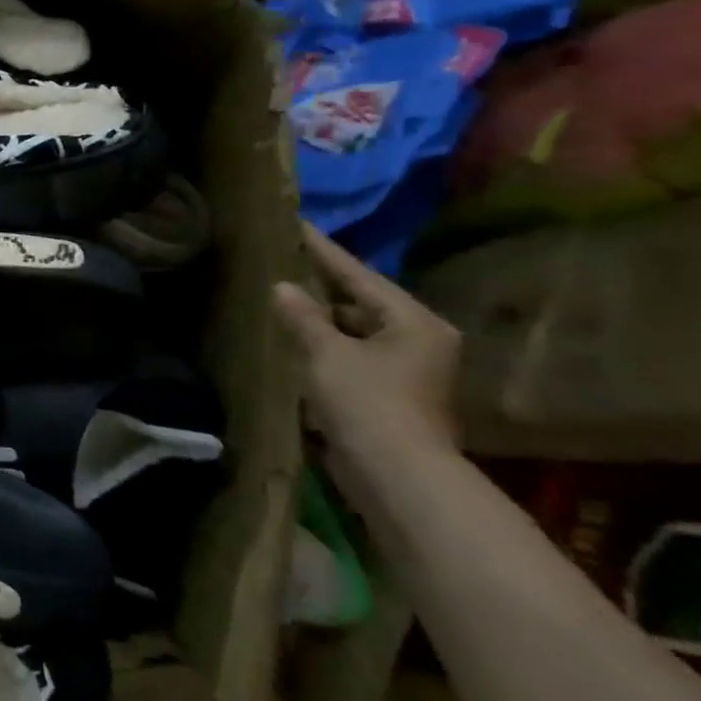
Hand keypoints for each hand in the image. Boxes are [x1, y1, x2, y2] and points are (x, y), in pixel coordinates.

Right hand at [272, 223, 460, 481]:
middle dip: (322, 285)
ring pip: (356, 330)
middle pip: (362, 302)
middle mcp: (419, 340)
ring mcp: (407, 370)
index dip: (324, 250)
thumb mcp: (327, 352)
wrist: (396, 475)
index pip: (359, 275)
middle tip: (283, 260)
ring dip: (321, 317)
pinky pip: (352, 354)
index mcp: (414, 322)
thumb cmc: (367, 402)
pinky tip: (294, 337)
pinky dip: (325, 344)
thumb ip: (303, 316)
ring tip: (281, 296)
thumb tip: (282, 287)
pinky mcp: (390, 394)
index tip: (297, 225)